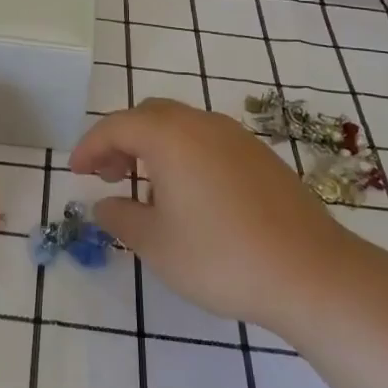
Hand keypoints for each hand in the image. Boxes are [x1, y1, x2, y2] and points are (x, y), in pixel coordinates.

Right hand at [72, 98, 361, 332]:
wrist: (311, 272)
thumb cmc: (220, 257)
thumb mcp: (156, 244)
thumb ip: (121, 217)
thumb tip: (105, 203)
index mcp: (169, 136)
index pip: (116, 126)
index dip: (90, 146)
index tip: (76, 172)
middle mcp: (202, 123)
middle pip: (149, 116)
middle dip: (122, 140)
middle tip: (109, 176)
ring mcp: (237, 137)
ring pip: (182, 126)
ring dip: (155, 146)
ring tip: (148, 189)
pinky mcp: (262, 157)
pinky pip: (209, 141)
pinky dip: (186, 155)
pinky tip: (192, 196)